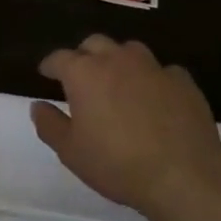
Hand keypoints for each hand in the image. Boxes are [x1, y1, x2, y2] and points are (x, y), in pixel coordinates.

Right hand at [31, 35, 220, 220]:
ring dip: (119, 61)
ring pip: (129, 50)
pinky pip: (163, 71)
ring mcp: (152, 67)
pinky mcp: (182, 81)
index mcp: (84, 73)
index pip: (59, 58)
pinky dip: (155, 80)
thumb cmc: (117, 164)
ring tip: (119, 81)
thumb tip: (37, 105)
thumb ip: (49, 125)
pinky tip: (157, 98)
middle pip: (94, 43)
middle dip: (84, 55)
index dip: (50, 65)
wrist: (183, 177)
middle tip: (82, 77)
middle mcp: (116, 59)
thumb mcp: (71, 152)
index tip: (46, 74)